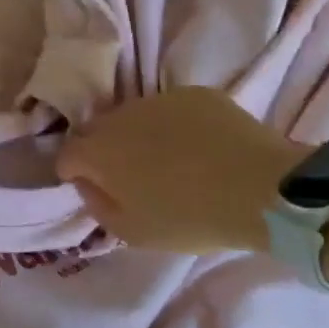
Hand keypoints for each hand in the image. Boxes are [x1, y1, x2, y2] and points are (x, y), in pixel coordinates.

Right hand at [56, 88, 301, 254]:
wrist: (262, 189)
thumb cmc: (190, 218)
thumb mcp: (133, 233)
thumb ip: (97, 206)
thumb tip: (88, 185)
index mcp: (98, 152)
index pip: (66, 155)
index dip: (74, 174)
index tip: (93, 189)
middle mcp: (119, 117)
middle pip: (97, 130)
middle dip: (103, 151)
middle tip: (130, 177)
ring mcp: (157, 100)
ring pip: (133, 117)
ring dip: (138, 135)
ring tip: (168, 160)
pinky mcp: (193, 94)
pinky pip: (171, 110)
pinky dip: (175, 126)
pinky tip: (199, 148)